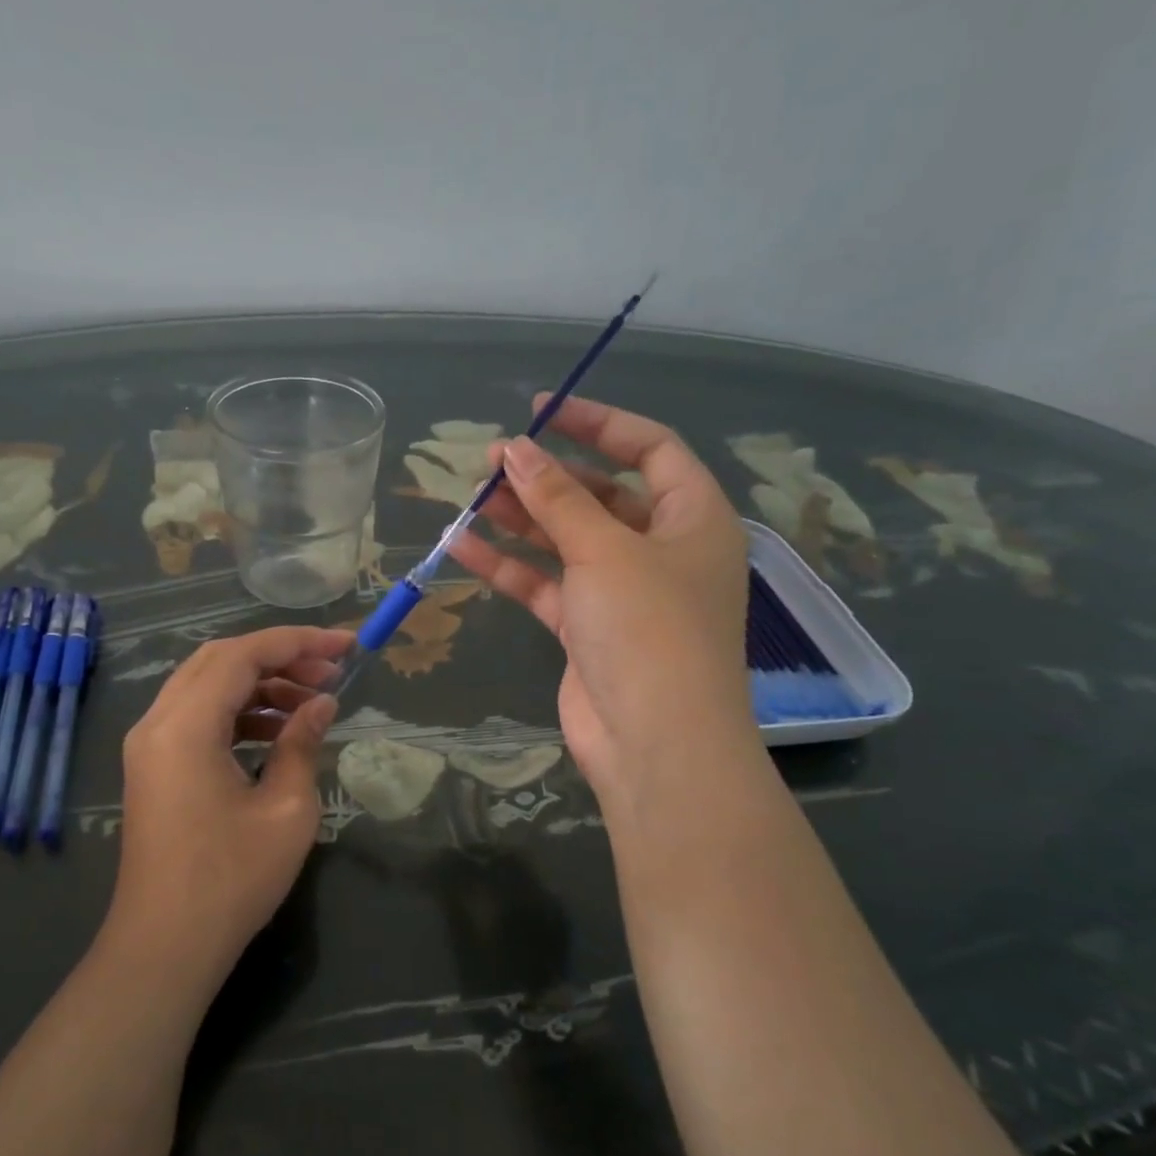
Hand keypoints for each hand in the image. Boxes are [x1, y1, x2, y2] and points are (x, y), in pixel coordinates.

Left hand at [104, 627, 348, 987]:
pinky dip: (238, 711)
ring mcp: (149, 745)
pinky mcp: (154, 766)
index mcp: (185, 725)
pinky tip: (277, 730)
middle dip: (280, 657)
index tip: (346, 645)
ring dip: (260, 684)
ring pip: (207, 685)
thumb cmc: (231, 880)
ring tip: (312, 701)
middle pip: (220, 660)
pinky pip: (197, 715)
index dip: (298, 642)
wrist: (165, 948)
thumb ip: (303, 742)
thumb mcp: (286, 808)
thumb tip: (322, 704)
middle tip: (331, 672)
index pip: (243, 654)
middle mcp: (157, 722)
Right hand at [447, 394, 753, 816]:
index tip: (542, 411)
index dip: (599, 423)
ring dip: (522, 518)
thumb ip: (557, 498)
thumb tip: (516, 450)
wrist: (654, 744)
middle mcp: (662, 550)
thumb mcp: (604, 551)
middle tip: (493, 461)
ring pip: (567, 540)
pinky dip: (509, 566)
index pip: (651, 449)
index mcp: (693, 518)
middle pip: (601, 495)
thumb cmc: (648, 629)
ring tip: (471, 496)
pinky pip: (546, 583)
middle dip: (548, 476)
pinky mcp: (587, 628)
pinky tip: (462, 546)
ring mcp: (623, 592)